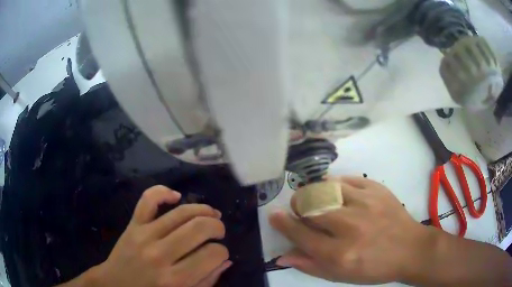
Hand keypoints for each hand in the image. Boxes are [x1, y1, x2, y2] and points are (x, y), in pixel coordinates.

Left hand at [93, 185, 230, 286]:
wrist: (116, 284)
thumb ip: (206, 282)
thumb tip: (225, 261)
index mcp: (176, 279)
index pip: (212, 255)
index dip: (222, 252)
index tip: (220, 254)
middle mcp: (160, 255)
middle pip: (199, 228)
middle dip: (217, 227)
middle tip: (219, 232)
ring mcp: (144, 236)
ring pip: (180, 213)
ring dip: (203, 210)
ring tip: (211, 214)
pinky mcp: (132, 225)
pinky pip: (148, 200)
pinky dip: (163, 192)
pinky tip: (176, 196)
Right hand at [269, 177, 430, 283]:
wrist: (409, 249)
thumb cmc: (374, 268)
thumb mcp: (340, 276)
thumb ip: (310, 265)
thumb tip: (282, 255)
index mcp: (340, 254)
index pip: (300, 234)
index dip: (282, 223)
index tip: (274, 214)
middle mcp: (350, 227)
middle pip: (310, 206)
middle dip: (298, 205)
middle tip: (301, 210)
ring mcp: (365, 203)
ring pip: (326, 188)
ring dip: (314, 193)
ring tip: (317, 200)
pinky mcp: (377, 189)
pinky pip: (346, 179)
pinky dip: (335, 185)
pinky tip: (337, 193)